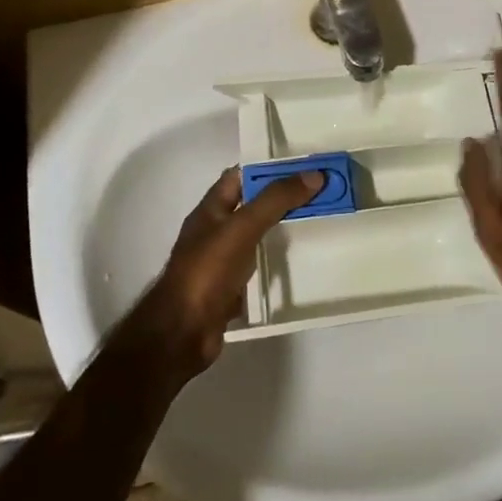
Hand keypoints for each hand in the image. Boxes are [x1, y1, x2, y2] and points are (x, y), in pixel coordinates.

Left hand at [122, 166, 323, 382]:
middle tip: (319, 195)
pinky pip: (257, 268)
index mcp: (211, 210)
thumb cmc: (207, 271)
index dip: (268, 169)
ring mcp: (221, 262)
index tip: (303, 167)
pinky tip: (299, 264)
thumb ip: (275, 200)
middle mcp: (215, 231)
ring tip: (317, 224)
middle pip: (252, 206)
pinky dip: (275, 263)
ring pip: (256, 237)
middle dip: (282, 199)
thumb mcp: (242, 227)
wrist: (182, 333)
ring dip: (281, 230)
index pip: (240, 176)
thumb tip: (314, 174)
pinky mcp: (229, 289)